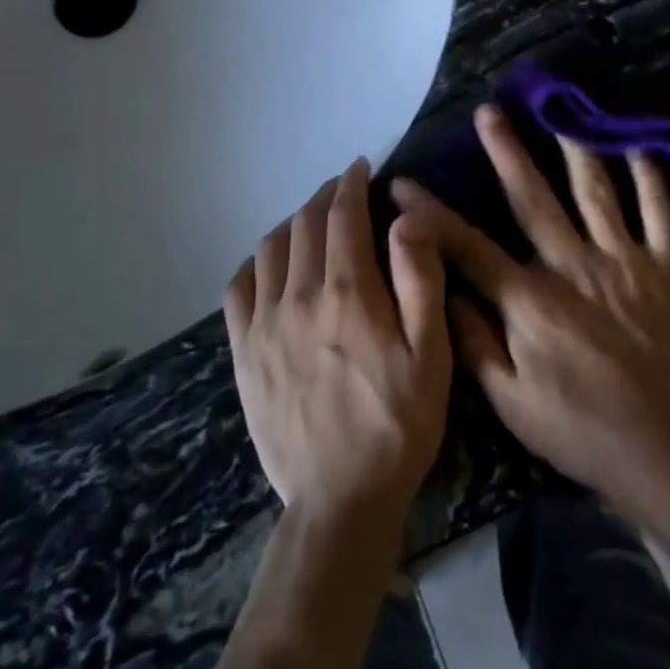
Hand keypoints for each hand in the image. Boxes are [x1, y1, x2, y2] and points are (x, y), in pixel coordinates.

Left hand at [225, 158, 450, 525]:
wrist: (340, 500)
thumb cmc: (399, 422)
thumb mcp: (431, 352)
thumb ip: (420, 278)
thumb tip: (406, 217)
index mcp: (349, 293)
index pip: (343, 216)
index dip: (352, 185)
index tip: (361, 168)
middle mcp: (299, 298)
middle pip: (305, 225)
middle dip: (325, 197)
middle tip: (344, 189)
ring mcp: (263, 326)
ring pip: (270, 249)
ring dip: (293, 222)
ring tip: (313, 220)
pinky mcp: (243, 355)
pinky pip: (238, 289)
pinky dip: (256, 262)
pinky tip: (271, 263)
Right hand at [391, 106, 669, 512]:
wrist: (664, 448)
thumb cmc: (580, 430)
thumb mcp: (511, 403)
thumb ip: (474, 344)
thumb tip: (443, 293)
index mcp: (530, 299)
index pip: (469, 246)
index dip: (432, 214)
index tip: (403, 184)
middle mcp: (572, 265)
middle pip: (533, 198)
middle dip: (507, 152)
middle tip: (489, 112)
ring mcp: (622, 260)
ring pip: (595, 192)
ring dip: (575, 149)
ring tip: (561, 113)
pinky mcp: (664, 269)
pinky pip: (659, 215)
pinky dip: (651, 181)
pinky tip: (640, 148)